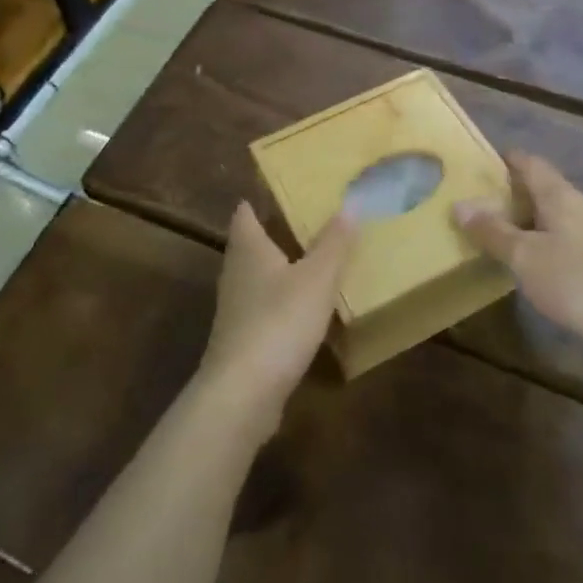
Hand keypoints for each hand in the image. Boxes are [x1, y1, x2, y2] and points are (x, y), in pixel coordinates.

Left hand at [198, 203, 355, 439]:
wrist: (243, 392)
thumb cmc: (279, 321)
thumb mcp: (317, 278)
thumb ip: (333, 243)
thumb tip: (348, 204)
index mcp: (249, 249)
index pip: (245, 214)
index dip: (257, 201)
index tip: (277, 190)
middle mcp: (235, 273)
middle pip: (249, 245)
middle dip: (272, 233)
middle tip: (305, 223)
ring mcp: (234, 310)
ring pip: (256, 278)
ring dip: (277, 270)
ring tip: (309, 263)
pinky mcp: (240, 341)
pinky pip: (262, 310)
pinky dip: (280, 304)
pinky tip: (301, 312)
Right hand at [453, 153, 582, 366]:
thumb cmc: (577, 282)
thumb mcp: (525, 257)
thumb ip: (493, 231)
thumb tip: (459, 205)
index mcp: (562, 196)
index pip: (532, 164)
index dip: (508, 159)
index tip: (481, 163)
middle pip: (545, 188)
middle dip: (514, 193)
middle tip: (481, 203)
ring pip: (558, 216)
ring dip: (530, 220)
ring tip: (502, 234)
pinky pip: (568, 238)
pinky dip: (546, 241)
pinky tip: (536, 263)